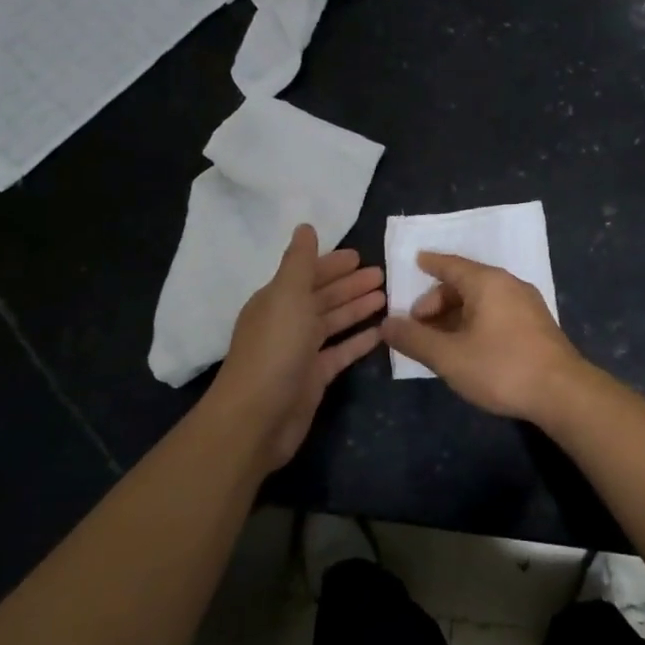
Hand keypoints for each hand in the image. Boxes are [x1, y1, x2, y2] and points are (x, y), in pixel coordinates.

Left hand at [212, 225, 384, 470]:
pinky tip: (381, 332)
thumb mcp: (287, 296)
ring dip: (357, 308)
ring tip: (387, 297)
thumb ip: (300, 262)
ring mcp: (301, 351)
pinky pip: (341, 352)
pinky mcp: (314, 378)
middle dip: (350, 284)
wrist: (257, 418)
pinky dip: (359, 341)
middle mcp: (288, 322)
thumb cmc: (274, 349)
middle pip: (323, 297)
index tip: (360, 255)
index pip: (308, 274)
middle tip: (383, 274)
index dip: (332, 264)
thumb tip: (305, 227)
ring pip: (333, 323)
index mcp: (277, 300)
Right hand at [381, 252, 588, 422]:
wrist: (563, 393)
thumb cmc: (501, 367)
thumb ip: (415, 339)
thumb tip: (386, 324)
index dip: (431, 264)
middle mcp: (509, 284)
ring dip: (456, 314)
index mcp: (487, 282)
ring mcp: (527, 304)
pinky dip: (475, 321)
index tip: (415, 261)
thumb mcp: (449, 357)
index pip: (451, 264)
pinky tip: (468, 346)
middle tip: (418, 324)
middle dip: (438, 300)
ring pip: (482, 300)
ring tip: (438, 339)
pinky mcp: (537, 325)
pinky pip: (497, 312)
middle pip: (465, 283)